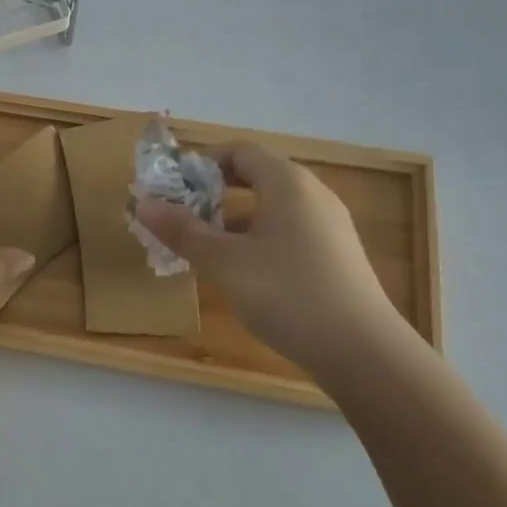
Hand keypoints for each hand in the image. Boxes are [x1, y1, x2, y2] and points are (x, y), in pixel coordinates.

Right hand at [133, 141, 403, 375]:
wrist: (365, 354)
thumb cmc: (288, 294)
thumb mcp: (224, 262)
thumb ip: (183, 230)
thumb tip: (142, 204)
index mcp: (287, 182)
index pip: (239, 151)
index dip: (202, 163)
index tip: (173, 187)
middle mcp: (312, 194)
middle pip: (256, 176)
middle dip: (214, 192)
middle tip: (183, 216)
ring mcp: (329, 226)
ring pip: (272, 207)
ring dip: (234, 219)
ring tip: (205, 248)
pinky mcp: (337, 256)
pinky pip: (289, 231)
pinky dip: (259, 239)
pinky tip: (243, 273)